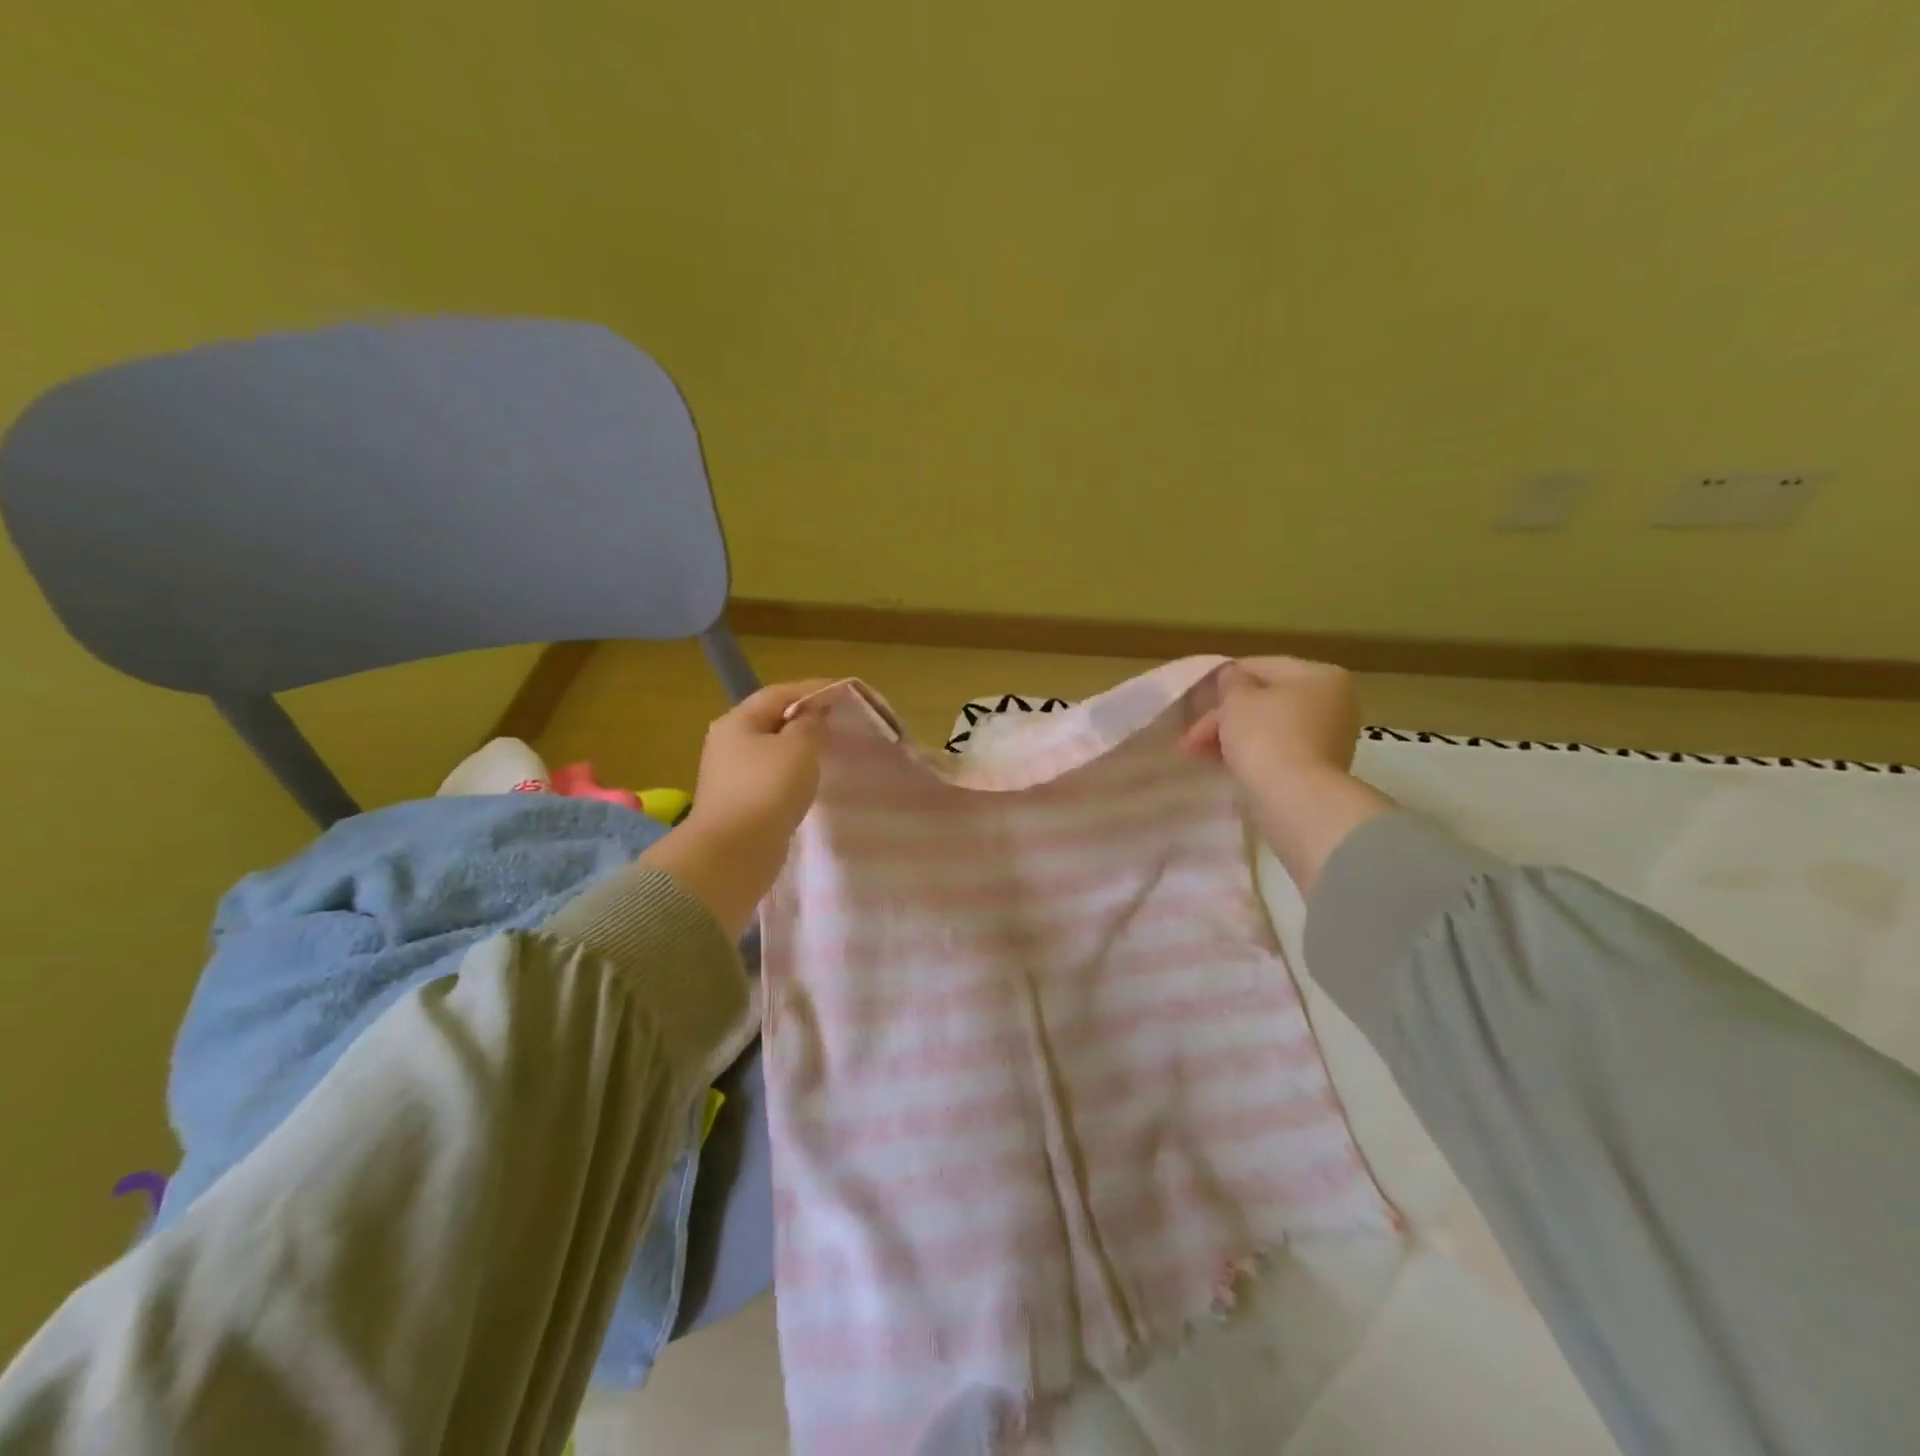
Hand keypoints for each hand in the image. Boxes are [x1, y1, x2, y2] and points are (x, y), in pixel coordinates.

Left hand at [641, 680, 833, 935]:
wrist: (734, 853)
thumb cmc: (768, 790)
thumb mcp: (798, 748)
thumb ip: (810, 724)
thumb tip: (812, 713)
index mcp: (738, 721)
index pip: (779, 693)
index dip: (813, 690)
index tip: (845, 694)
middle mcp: (728, 742)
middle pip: (772, 720)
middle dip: (806, 719)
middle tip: (839, 724)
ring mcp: (730, 775)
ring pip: (771, 751)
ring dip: (799, 748)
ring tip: (829, 752)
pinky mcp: (739, 803)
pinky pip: (770, 778)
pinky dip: (791, 774)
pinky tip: (809, 783)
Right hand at [1180, 657, 1363, 787]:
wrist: (1294, 800)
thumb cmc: (1265, 737)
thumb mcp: (1236, 699)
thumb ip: (1230, 680)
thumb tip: (1232, 675)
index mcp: (1319, 675)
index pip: (1261, 666)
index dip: (1223, 681)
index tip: (1194, 700)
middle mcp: (1333, 702)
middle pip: (1265, 700)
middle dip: (1223, 717)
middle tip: (1190, 739)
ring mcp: (1330, 738)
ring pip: (1269, 727)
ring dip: (1232, 737)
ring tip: (1199, 754)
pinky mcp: (1319, 768)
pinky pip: (1278, 751)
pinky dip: (1252, 754)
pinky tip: (1226, 766)